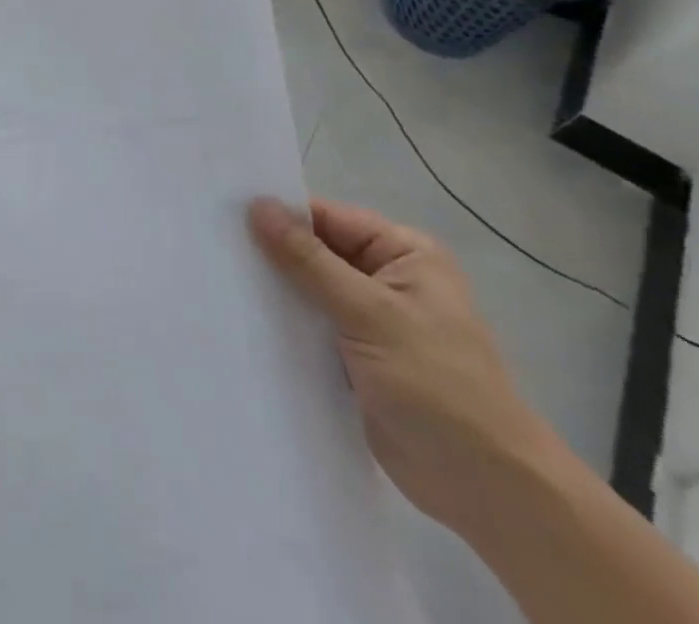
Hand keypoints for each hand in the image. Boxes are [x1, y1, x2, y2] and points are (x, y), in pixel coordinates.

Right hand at [248, 198, 559, 537]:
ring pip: (306, 290)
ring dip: (272, 290)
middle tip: (209, 243)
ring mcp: (369, 320)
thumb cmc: (438, 386)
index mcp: (402, 253)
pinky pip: (308, 327)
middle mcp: (385, 278)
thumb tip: (256, 206)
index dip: (279, 215)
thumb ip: (309, 260)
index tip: (221, 212)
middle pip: (313, 251)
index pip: (326, 218)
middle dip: (269, 252)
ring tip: (214, 278)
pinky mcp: (353, 358)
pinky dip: (281, 324)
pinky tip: (238, 319)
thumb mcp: (371, 314)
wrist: (488, 491)